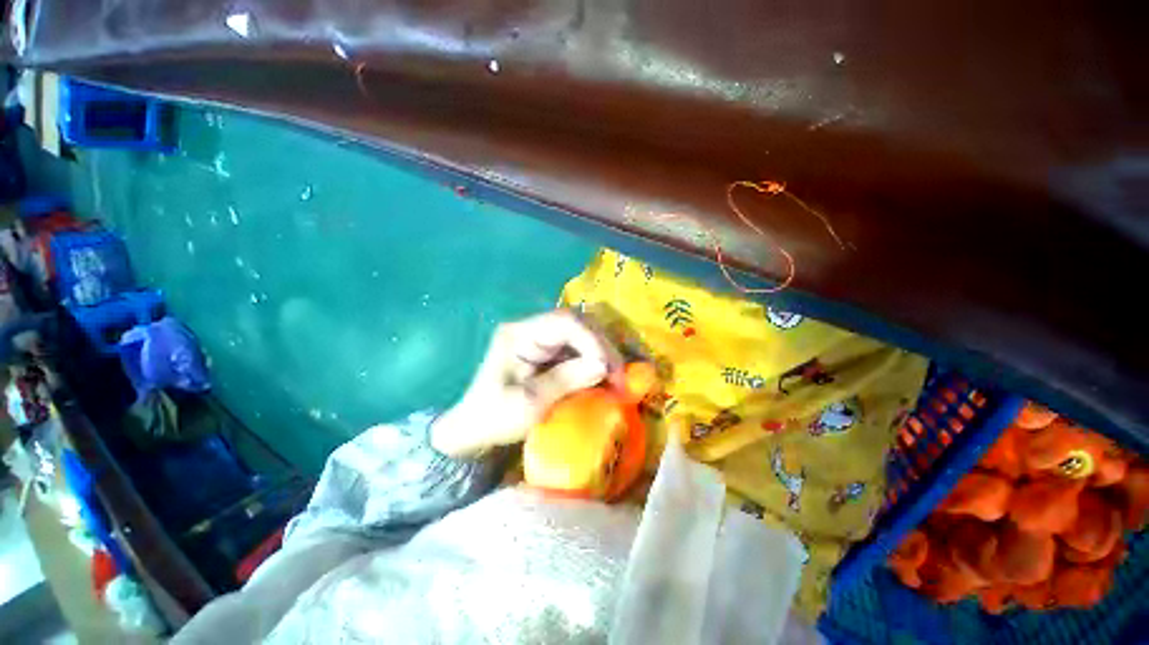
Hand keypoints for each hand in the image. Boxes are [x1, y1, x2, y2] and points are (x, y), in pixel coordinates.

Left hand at [431, 310, 620, 457]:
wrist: (474, 430)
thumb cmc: (494, 418)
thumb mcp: (528, 404)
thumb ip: (565, 381)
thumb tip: (603, 366)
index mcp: (520, 334)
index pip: (565, 322)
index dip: (592, 341)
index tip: (608, 369)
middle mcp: (532, 329)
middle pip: (578, 324)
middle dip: (602, 347)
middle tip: (620, 376)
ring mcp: (541, 340)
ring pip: (582, 335)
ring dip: (602, 354)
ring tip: (616, 379)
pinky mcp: (548, 353)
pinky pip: (578, 350)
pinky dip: (594, 363)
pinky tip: (604, 378)